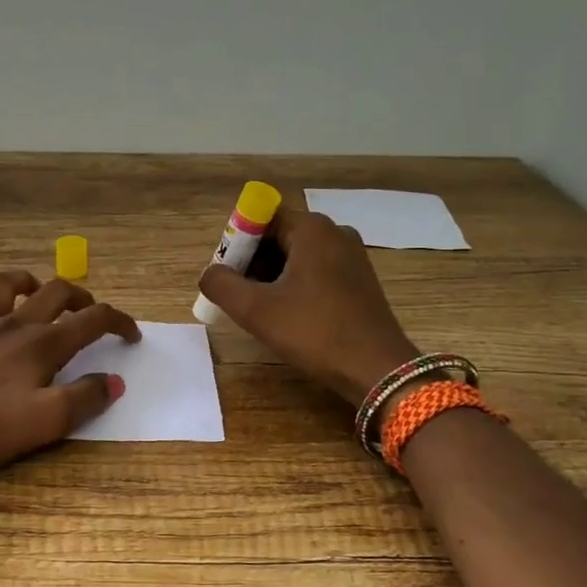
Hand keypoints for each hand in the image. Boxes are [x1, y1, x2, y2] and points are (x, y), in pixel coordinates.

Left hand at [0, 270, 140, 475]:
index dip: (118, 322)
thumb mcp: (48, 422)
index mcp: (42, 344)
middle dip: (79, 297)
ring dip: (26, 282)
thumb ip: (85, 399)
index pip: (91, 321)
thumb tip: (114, 381)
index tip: (132, 335)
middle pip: (54, 293)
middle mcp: (13, 326)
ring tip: (37, 291)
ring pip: (3, 286)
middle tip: (90, 312)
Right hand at [198, 206, 417, 405]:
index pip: (260, 218)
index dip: (236, 244)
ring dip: (272, 278)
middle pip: (278, 236)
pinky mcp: (359, 280)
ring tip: (261, 311)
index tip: (227, 276)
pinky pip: (316, 272)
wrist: (377, 369)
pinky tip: (288, 316)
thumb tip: (209, 274)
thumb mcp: (256, 310)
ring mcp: (352, 256)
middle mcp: (335, 232)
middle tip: (239, 297)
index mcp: (311, 228)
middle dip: (252, 263)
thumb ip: (221, 285)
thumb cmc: (314, 332)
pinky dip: (295, 287)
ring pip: (297, 256)